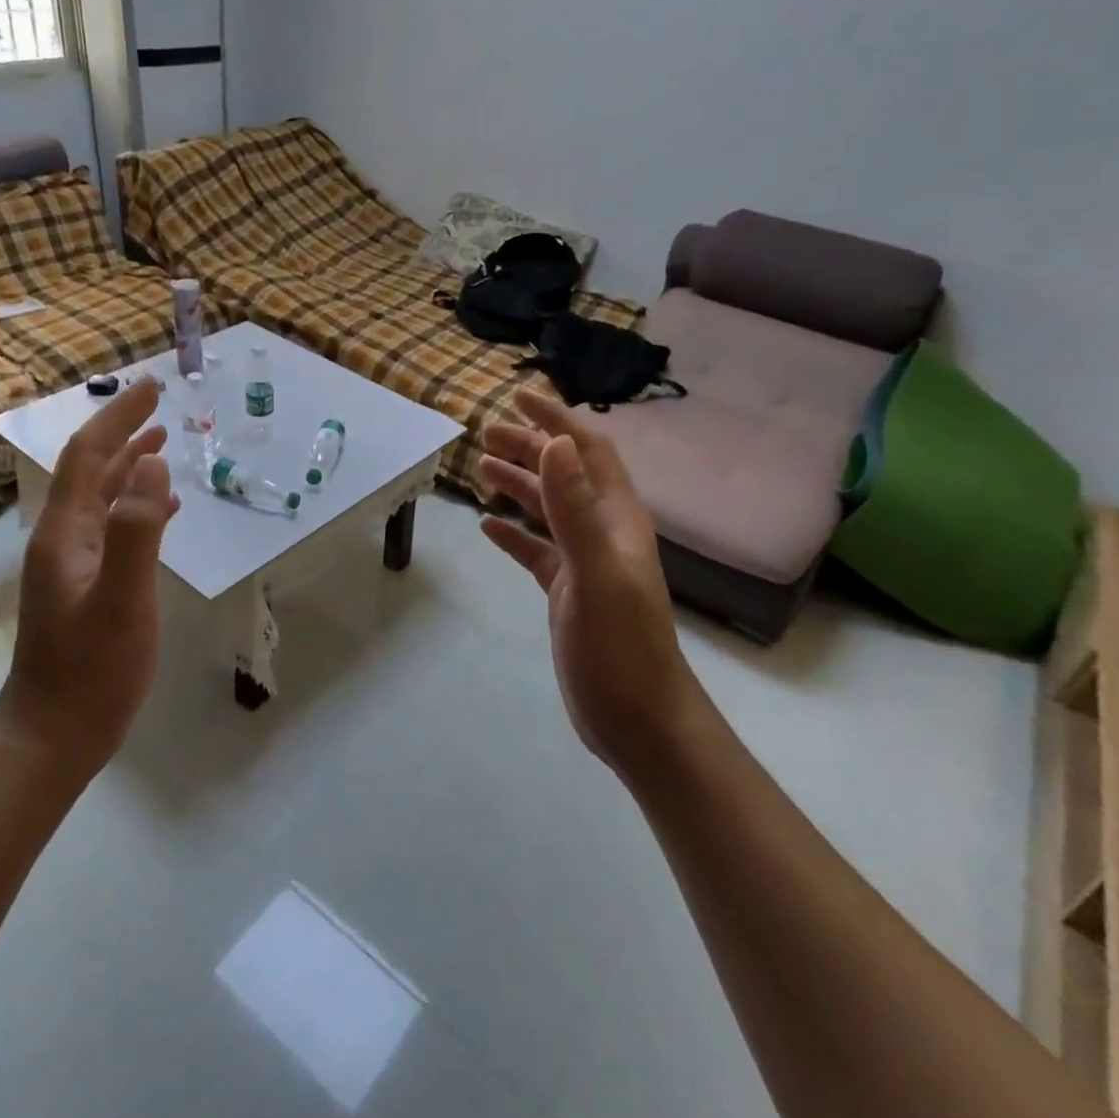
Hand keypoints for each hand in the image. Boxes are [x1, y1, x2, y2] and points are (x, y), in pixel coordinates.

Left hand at [0, 378, 180, 777]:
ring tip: (163, 441)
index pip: (90, 454)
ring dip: (131, 464)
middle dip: (124, 430)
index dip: (119, 416)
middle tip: (161, 403)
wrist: (53, 736)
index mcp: (66, 530)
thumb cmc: (92, 668)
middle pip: (92, 468)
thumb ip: (137, 528)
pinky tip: (165, 510)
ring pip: (102, 496)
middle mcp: (63, 536)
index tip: (152, 387)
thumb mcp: (122, 596)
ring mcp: (72, 562)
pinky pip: (113, 526)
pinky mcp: (86, 584)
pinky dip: (138, 505)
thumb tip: (152, 462)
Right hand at [480, 392, 703, 778]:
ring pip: (548, 510)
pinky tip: (488, 527)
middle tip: (484, 434)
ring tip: (480, 469)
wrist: (638, 719)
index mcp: (616, 519)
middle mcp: (603, 532)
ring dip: (518, 485)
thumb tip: (555, 443)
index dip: (557, 421)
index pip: (587, 452)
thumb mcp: (596, 572)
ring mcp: (585, 563)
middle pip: (563, 476)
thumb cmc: (621, 645)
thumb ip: (575, 508)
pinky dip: (513, 535)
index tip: (519, 397)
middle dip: (528, 448)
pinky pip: (536, 551)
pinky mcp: (568, 593)